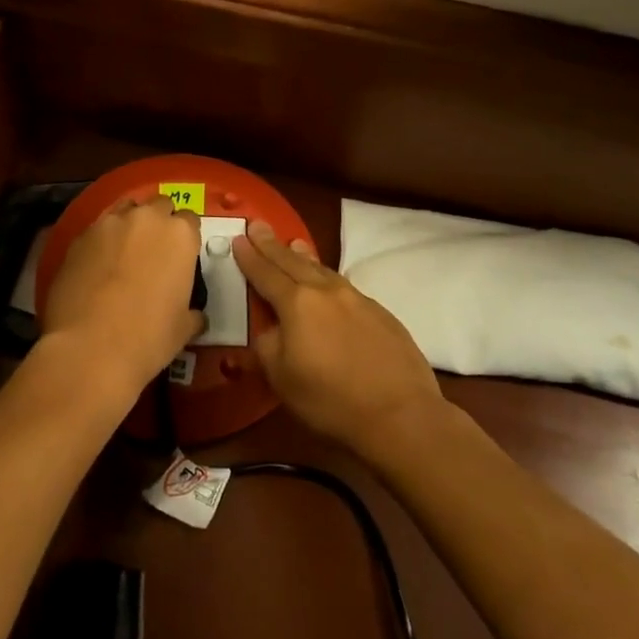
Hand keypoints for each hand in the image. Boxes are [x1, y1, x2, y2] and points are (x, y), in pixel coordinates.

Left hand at [38, 196, 204, 406]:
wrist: (90, 348)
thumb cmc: (149, 337)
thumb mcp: (184, 328)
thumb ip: (192, 312)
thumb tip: (195, 315)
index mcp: (179, 234)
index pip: (190, 220)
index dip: (185, 239)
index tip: (181, 258)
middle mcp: (146, 218)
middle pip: (158, 206)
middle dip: (159, 223)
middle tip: (154, 252)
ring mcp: (109, 224)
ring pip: (124, 211)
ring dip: (129, 226)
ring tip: (123, 254)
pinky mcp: (79, 237)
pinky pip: (96, 231)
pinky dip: (101, 243)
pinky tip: (96, 268)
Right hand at [233, 222, 444, 455]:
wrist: (400, 413)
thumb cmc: (330, 400)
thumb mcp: (281, 378)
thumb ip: (267, 345)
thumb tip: (269, 328)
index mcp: (296, 304)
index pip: (265, 273)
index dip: (250, 257)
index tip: (238, 238)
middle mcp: (326, 292)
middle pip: (293, 262)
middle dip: (272, 245)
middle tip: (259, 225)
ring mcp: (357, 299)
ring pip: (322, 269)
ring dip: (303, 256)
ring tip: (293, 243)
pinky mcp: (380, 312)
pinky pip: (344, 286)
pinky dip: (327, 277)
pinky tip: (328, 284)